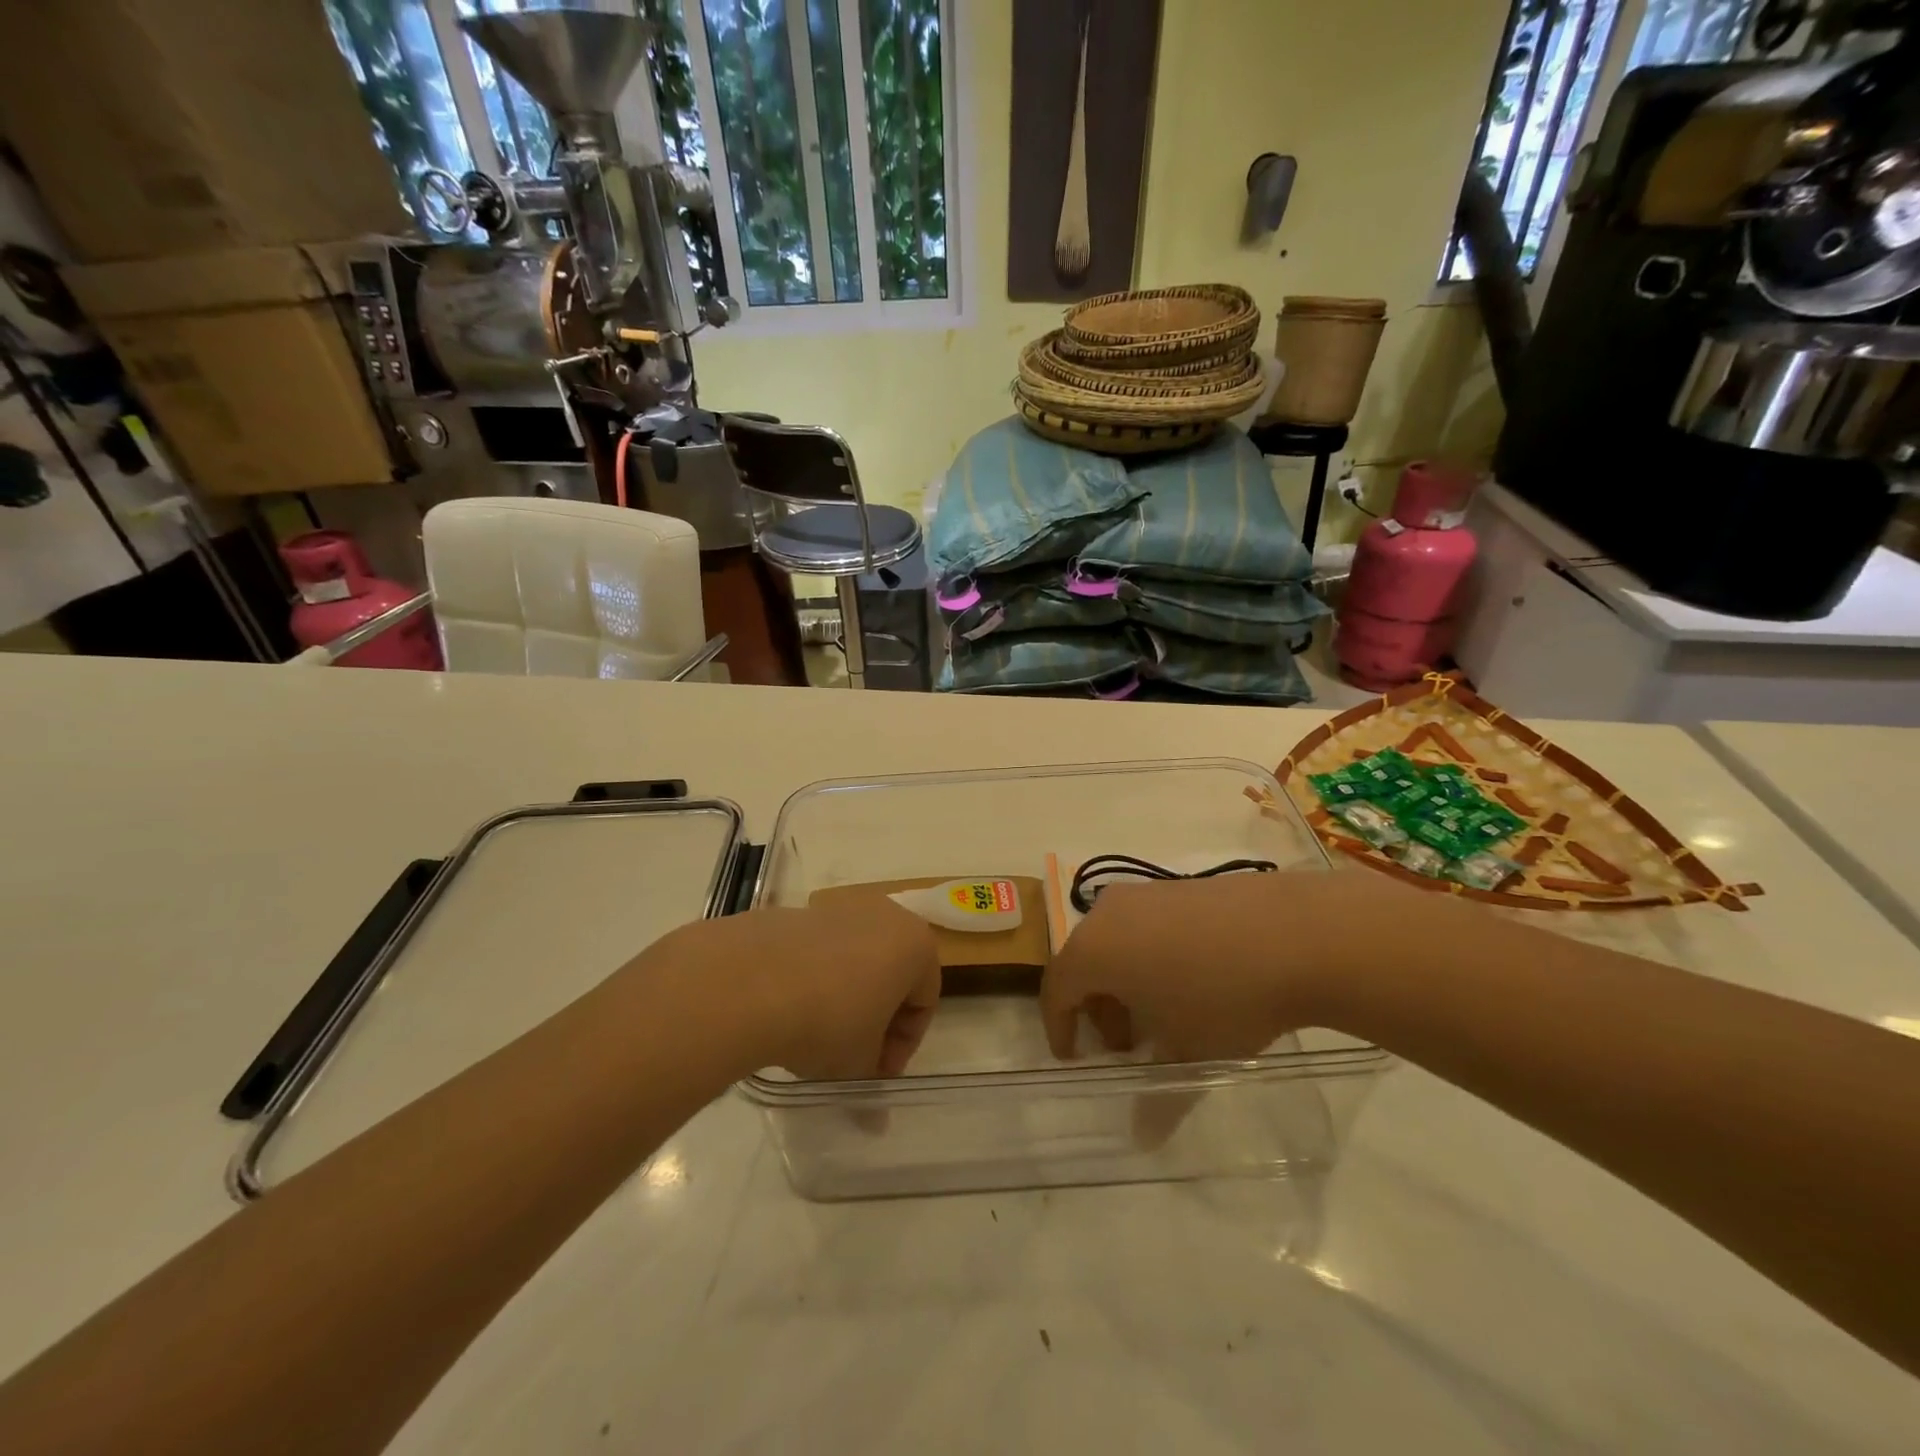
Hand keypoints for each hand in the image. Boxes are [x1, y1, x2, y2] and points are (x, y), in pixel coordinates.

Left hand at [655, 899, 941, 1079]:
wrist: (750, 982)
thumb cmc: (829, 1021)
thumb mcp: (858, 1064)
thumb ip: (871, 1083)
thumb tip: (874, 1123)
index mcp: (915, 944)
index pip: (924, 1000)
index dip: (903, 1045)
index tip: (876, 1074)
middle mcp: (883, 915)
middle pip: (891, 973)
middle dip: (876, 1017)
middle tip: (852, 1056)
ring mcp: (837, 909)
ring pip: (853, 960)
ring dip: (844, 997)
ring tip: (815, 1037)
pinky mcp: (796, 913)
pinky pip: (817, 953)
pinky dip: (812, 979)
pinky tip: (787, 1011)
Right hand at [1041, 869, 1445, 1060]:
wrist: (1297, 933)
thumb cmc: (1224, 997)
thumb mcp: (1189, 1052)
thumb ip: (1158, 1100)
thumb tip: (1144, 1140)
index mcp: (1094, 949)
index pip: (1056, 987)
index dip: (1060, 1025)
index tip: (1073, 1056)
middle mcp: (1108, 912)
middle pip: (1085, 962)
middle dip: (1097, 1006)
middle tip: (1126, 1045)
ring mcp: (1146, 892)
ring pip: (1116, 940)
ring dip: (1125, 980)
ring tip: (1162, 1014)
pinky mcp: (1179, 884)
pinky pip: (1146, 924)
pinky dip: (1151, 954)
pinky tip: (1191, 979)